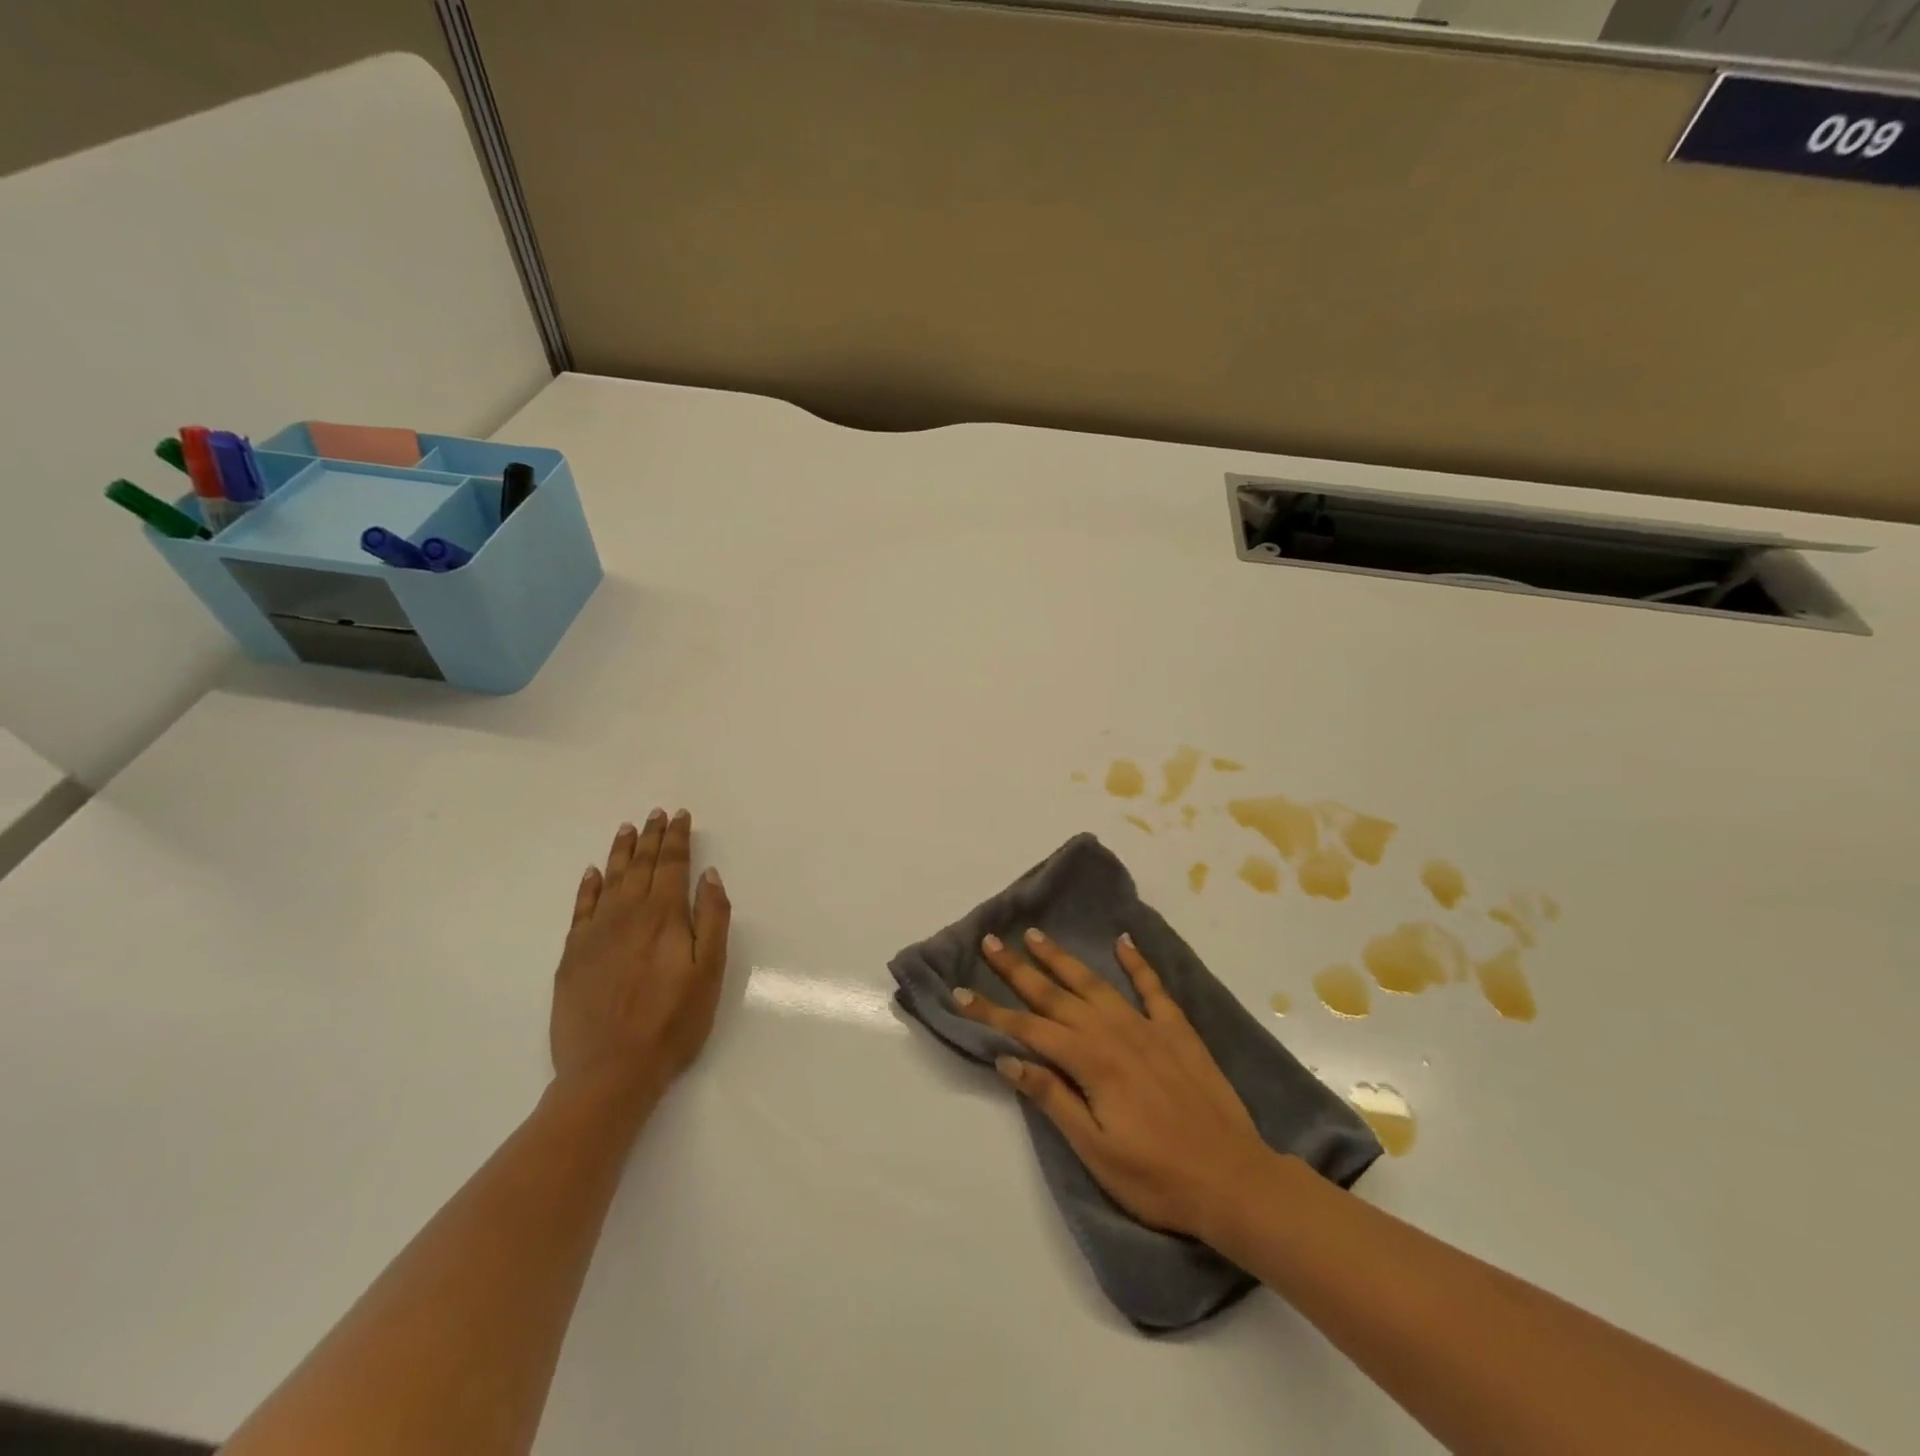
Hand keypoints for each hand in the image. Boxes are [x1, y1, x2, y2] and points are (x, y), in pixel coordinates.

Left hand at [551, 810, 730, 1097]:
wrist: (610, 1071)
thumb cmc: (672, 1022)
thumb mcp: (710, 971)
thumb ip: (712, 919)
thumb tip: (709, 875)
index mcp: (664, 916)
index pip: (672, 865)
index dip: (677, 838)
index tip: (680, 816)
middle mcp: (628, 914)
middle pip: (641, 866)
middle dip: (651, 837)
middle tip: (656, 813)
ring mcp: (596, 934)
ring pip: (610, 880)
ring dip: (621, 852)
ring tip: (627, 829)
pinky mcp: (572, 956)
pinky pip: (580, 908)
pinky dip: (587, 887)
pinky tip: (592, 873)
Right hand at [953, 929, 1272, 1239]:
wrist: (1233, 1179)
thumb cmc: (1156, 1177)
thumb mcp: (1095, 1149)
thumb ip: (1052, 1097)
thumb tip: (1008, 1058)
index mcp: (1090, 1061)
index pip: (1027, 1029)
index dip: (991, 1013)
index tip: (961, 993)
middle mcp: (1114, 1032)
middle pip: (1056, 995)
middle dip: (1018, 969)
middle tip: (990, 941)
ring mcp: (1148, 1026)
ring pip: (1095, 983)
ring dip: (1063, 958)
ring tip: (1036, 935)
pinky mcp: (1178, 1030)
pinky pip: (1153, 987)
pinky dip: (1137, 962)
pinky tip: (1123, 942)